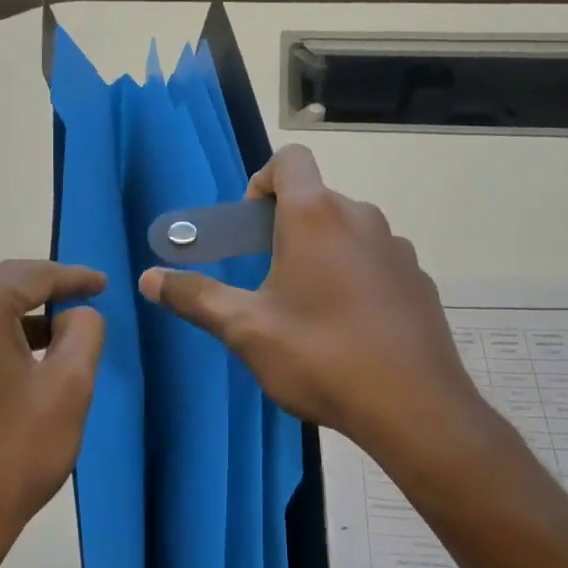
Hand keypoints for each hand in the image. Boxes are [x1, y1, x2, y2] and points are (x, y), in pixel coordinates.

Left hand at [0, 260, 106, 567]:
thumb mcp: (69, 386)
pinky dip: (4, 336)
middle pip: (8, 285)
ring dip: (28, 316)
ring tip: (67, 330)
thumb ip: (84, 331)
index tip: (105, 283)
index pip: (36, 275)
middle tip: (89, 298)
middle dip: (50, 291)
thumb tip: (74, 313)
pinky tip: (30, 356)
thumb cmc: (14, 452)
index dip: (75, 277)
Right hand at [139, 145, 499, 474]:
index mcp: (315, 215)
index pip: (289, 159)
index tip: (251, 228)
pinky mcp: (419, 280)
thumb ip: (195, 297)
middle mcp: (360, 217)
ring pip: (347, 231)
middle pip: (315, 199)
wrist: (416, 409)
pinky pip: (376, 261)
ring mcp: (396, 248)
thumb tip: (148, 278)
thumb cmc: (321, 356)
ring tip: (308, 310)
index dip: (262, 181)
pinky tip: (350, 329)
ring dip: (321, 252)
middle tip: (268, 279)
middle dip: (285, 228)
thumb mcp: (246, 330)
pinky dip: (356, 277)